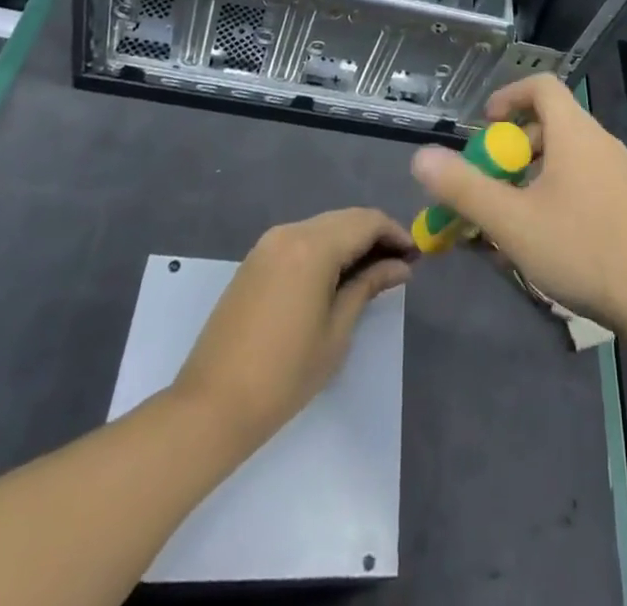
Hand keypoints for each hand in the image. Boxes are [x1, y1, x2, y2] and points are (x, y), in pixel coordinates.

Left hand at [170, 209, 413, 451]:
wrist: (210, 407)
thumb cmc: (284, 375)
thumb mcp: (337, 331)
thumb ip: (368, 286)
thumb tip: (400, 266)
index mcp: (313, 246)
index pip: (367, 221)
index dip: (396, 233)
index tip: (416, 255)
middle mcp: (290, 232)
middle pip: (345, 219)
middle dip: (375, 235)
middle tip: (399, 264)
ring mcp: (268, 245)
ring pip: (323, 227)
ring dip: (350, 241)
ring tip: (373, 271)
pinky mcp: (255, 261)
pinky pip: (301, 240)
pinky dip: (326, 249)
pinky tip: (338, 275)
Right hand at [410, 75, 626, 335]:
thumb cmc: (584, 247)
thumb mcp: (513, 222)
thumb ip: (465, 188)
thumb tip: (421, 157)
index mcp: (574, 132)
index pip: (541, 86)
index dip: (509, 96)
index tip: (485, 126)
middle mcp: (600, 143)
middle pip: (551, 124)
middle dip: (514, 148)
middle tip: (491, 182)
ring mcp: (621, 174)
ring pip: (568, 159)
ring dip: (534, 178)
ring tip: (512, 219)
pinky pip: (586, 183)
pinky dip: (559, 196)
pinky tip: (549, 243)